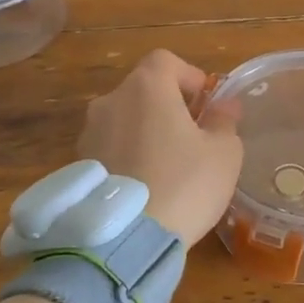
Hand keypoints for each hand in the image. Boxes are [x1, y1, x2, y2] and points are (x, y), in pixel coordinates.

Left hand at [80, 50, 242, 245]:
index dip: (189, 76)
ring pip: (124, 120)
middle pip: (143, 90)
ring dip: (145, 132)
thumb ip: (224, 122)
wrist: (125, 241)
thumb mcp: (223, 154)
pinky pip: (110, 149)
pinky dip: (127, 156)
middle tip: (192, 136)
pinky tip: (145, 186)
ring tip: (167, 165)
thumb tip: (225, 106)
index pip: (166, 61)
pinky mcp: (78, 166)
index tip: (206, 103)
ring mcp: (88, 134)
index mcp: (146, 88)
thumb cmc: (184, 184)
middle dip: (168, 106)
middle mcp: (110, 101)